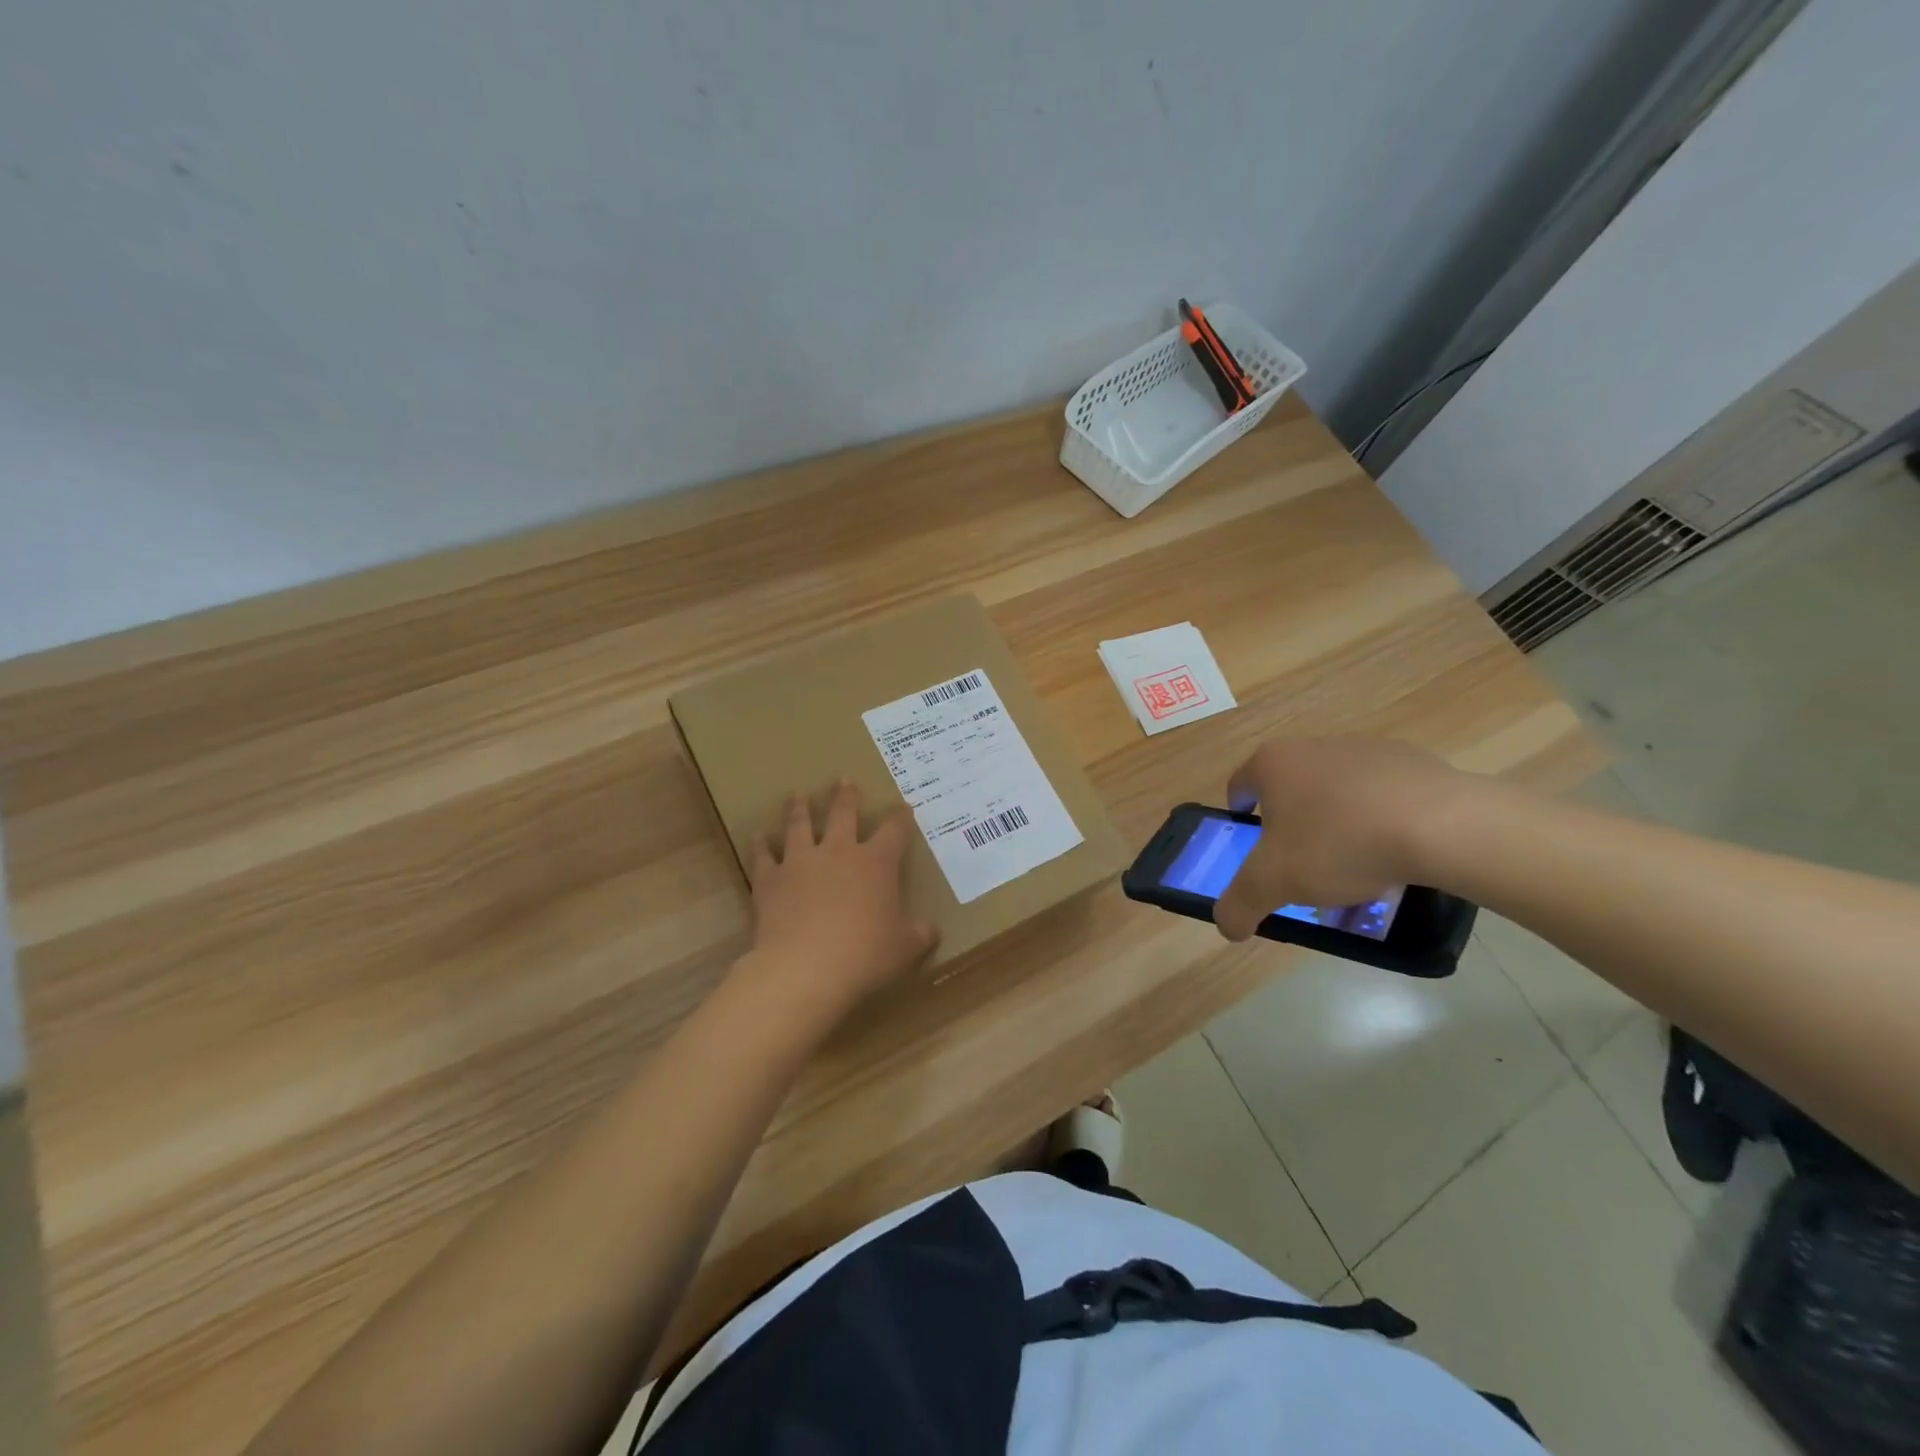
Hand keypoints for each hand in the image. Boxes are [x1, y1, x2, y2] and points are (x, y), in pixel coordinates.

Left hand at [735, 780, 937, 1021]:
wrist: (805, 967)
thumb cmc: (865, 955)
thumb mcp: (904, 948)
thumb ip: (919, 934)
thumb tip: (932, 930)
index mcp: (876, 863)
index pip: (894, 830)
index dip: (901, 817)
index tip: (904, 806)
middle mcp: (838, 852)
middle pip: (844, 815)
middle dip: (847, 797)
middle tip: (845, 780)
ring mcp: (801, 862)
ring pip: (800, 826)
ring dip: (800, 809)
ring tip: (799, 795)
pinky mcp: (770, 880)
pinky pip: (764, 856)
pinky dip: (761, 846)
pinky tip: (758, 837)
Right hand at [1213, 738, 1477, 941]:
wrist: (1442, 826)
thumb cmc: (1339, 844)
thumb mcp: (1274, 884)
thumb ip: (1238, 905)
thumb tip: (1227, 926)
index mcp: (1273, 764)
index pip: (1239, 787)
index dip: (1240, 819)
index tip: (1254, 848)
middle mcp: (1313, 746)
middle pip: (1290, 792)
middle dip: (1293, 830)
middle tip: (1305, 868)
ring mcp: (1365, 749)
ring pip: (1337, 794)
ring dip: (1337, 827)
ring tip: (1357, 871)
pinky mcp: (1413, 761)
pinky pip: (1382, 796)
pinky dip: (1380, 822)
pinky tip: (1395, 855)